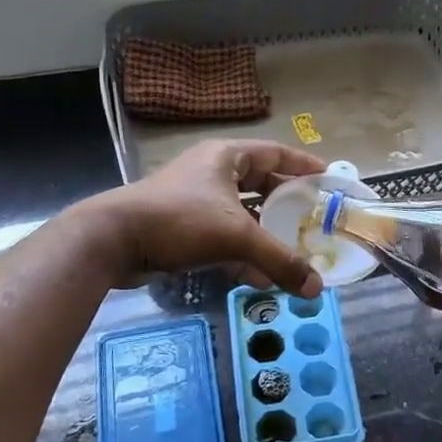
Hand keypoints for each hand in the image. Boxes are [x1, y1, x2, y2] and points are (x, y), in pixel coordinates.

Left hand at [98, 139, 326, 295]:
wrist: (112, 240)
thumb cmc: (179, 221)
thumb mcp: (236, 237)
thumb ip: (279, 260)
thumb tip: (316, 288)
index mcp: (227, 157)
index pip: (276, 153)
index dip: (304, 166)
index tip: (329, 180)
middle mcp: (212, 172)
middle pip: (261, 184)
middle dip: (287, 205)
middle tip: (314, 220)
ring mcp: (195, 199)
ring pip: (242, 214)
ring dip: (266, 234)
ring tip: (293, 252)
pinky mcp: (182, 226)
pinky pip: (223, 235)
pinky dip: (242, 253)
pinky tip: (260, 277)